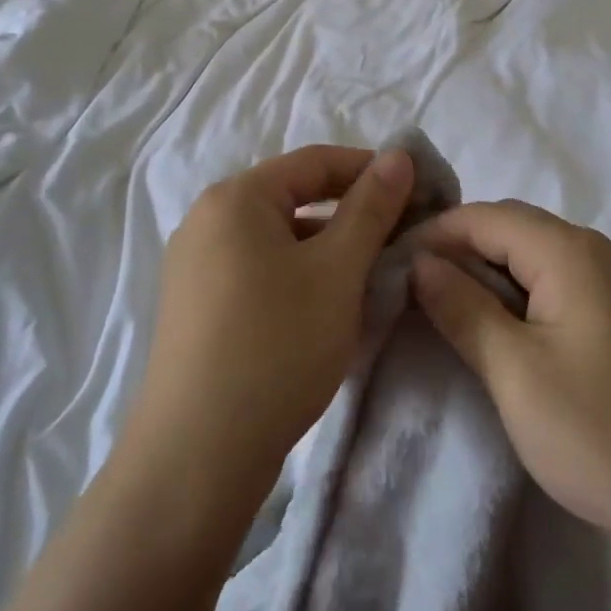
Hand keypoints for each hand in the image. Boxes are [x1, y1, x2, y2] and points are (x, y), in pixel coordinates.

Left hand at [131, 145, 414, 498]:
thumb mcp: (338, 271)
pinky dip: (296, 276)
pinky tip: (326, 308)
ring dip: (326, 248)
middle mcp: (206, 220)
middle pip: (293, 197)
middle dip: (350, 213)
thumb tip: (398, 155)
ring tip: (371, 275)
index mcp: (235, 197)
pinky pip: (257, 270)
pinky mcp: (194, 307)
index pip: (314, 161)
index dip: (369, 169)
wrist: (197, 455)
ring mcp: (194, 265)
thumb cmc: (277, 344)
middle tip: (400, 236)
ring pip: (277, 239)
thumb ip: (371, 207)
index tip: (417, 189)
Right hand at [408, 201, 610, 555]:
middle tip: (412, 286)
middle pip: (511, 227)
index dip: (435, 233)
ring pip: (533, 255)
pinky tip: (499, 328)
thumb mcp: (515, 372)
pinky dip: (518, 293)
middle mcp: (595, 251)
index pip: (485, 216)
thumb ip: (462, 308)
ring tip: (446, 307)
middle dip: (459, 248)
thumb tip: (420, 262)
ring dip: (488, 272)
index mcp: (569, 251)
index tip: (391, 263)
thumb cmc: (601, 434)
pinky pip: (556, 282)